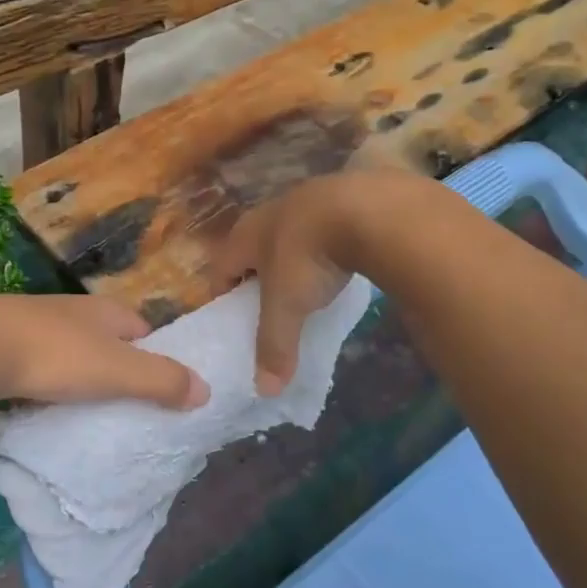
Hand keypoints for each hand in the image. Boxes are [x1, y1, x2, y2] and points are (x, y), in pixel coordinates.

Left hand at [0, 294, 209, 410]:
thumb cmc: (55, 355)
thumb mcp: (117, 371)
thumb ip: (162, 381)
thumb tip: (206, 390)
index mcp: (105, 311)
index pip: (143, 329)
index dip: (156, 354)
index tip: (159, 387)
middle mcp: (73, 309)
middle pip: (106, 338)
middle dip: (116, 365)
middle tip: (123, 404)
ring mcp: (34, 321)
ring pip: (70, 349)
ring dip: (78, 372)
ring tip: (83, 407)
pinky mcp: (3, 340)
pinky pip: (37, 361)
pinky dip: (45, 378)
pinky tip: (40, 399)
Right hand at [212, 177, 362, 395]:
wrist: (365, 207)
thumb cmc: (308, 257)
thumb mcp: (287, 307)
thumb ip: (275, 346)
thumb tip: (265, 391)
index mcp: (244, 236)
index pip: (221, 268)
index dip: (224, 296)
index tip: (234, 321)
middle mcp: (267, 213)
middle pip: (253, 250)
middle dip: (258, 277)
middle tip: (271, 308)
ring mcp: (305, 199)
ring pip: (289, 236)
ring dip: (293, 259)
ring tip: (308, 288)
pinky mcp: (341, 197)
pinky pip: (323, 228)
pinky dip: (326, 247)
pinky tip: (341, 263)